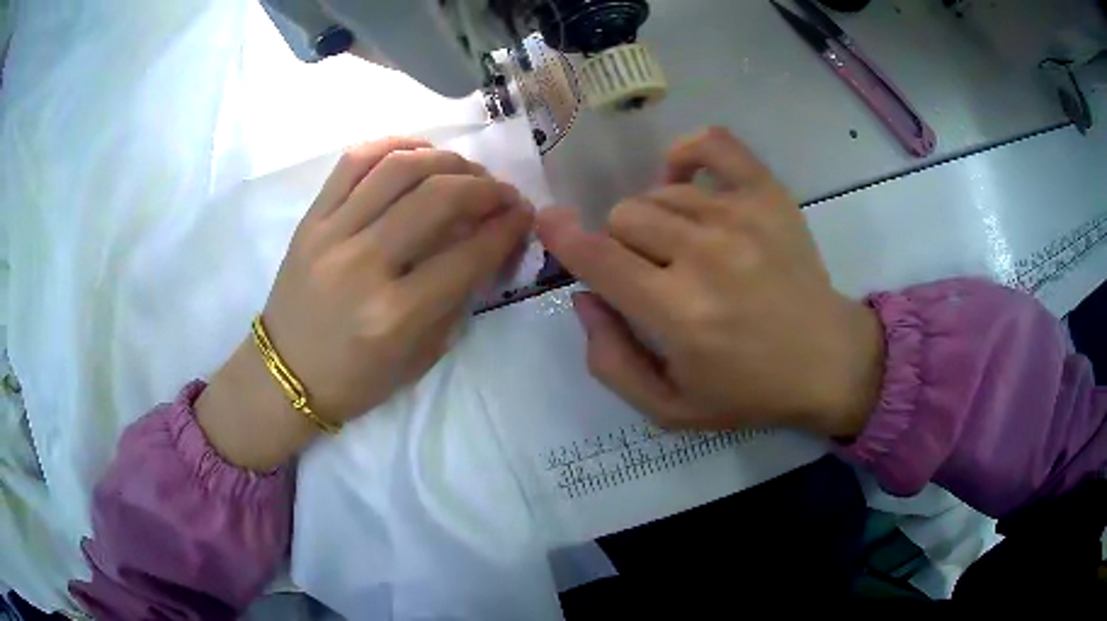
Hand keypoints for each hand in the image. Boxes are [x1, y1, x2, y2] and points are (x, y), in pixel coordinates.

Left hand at [198, 137, 533, 469]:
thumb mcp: (420, 357)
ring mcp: (331, 236)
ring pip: (399, 169)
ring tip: (465, 170)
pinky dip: (393, 145)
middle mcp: (364, 266)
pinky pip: (353, 162)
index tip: (524, 215)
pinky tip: (417, 152)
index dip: (507, 228)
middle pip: (439, 199)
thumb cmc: (355, 380)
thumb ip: (456, 299)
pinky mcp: (310, 220)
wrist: (285, 374)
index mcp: (395, 315)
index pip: (468, 255)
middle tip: (502, 192)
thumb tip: (486, 244)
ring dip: (446, 160)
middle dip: (485, 188)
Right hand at [536, 128, 883, 437]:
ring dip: (655, 221)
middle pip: (623, 217)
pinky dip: (687, 154)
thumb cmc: (748, 390)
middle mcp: (705, 255)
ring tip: (680, 248)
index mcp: (678, 312)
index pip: (597, 257)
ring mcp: (740, 216)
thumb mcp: (668, 407)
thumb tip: (584, 298)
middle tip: (649, 274)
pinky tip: (686, 184)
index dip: (562, 236)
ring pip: (658, 193)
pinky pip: (713, 144)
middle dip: (621, 247)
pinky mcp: (768, 195)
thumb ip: (610, 362)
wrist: (826, 361)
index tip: (549, 223)